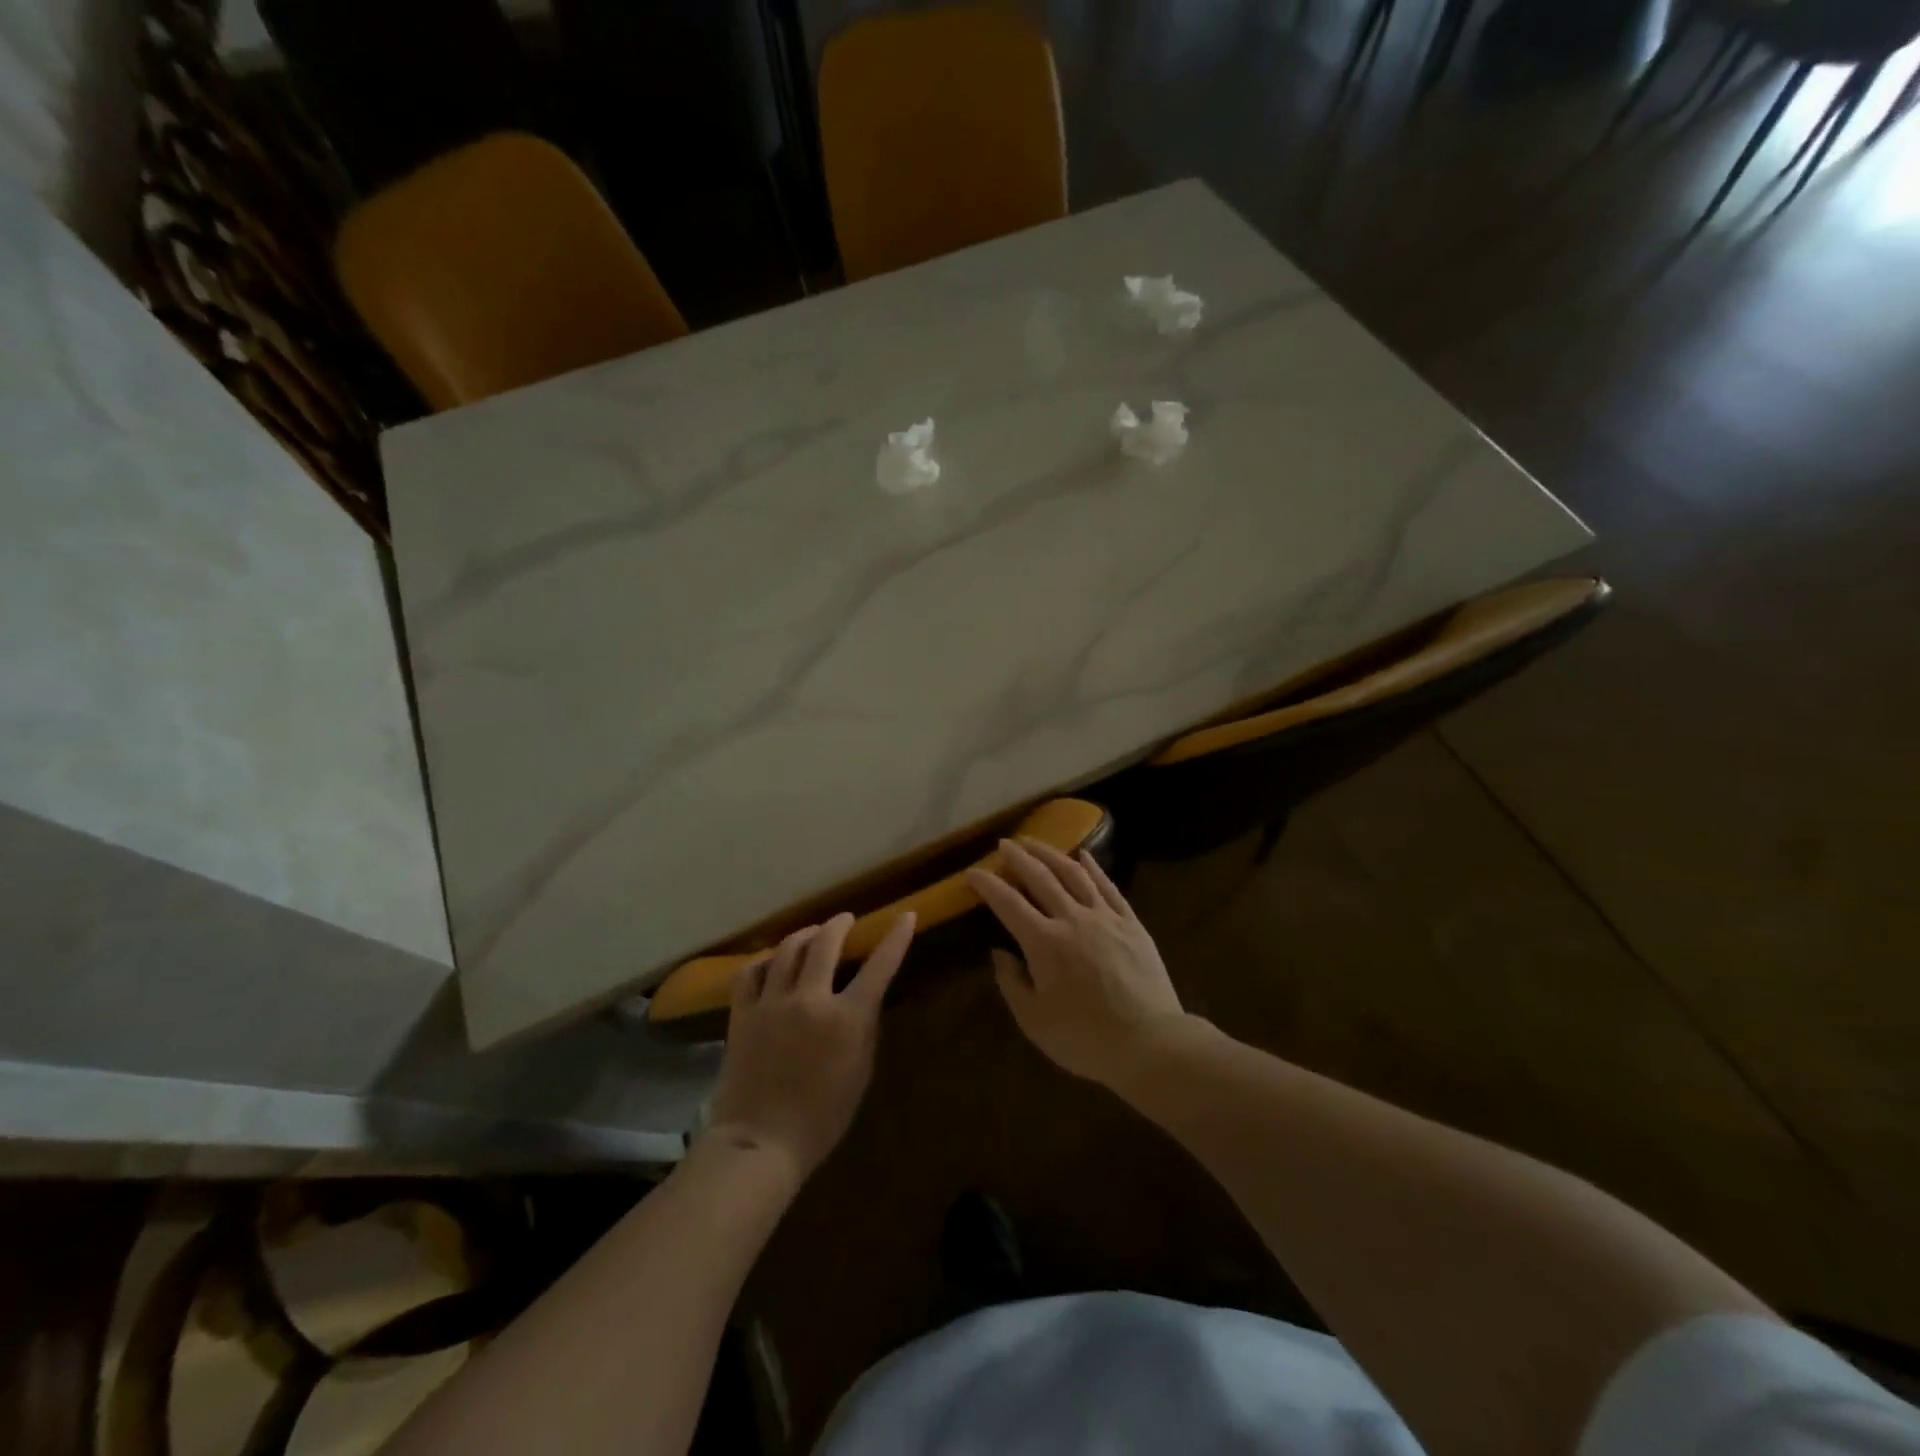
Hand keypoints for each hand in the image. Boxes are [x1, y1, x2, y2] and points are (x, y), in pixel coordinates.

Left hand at [703, 911, 914, 1181]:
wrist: (760, 1142)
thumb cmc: (821, 1117)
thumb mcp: (860, 1072)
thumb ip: (864, 1027)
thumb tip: (864, 997)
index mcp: (846, 1018)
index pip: (879, 966)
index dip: (896, 938)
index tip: (906, 915)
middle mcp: (809, 999)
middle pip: (825, 943)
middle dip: (839, 925)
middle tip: (846, 920)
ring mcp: (772, 1003)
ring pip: (787, 949)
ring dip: (805, 935)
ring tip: (812, 933)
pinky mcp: (743, 1013)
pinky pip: (751, 971)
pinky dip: (765, 959)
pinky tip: (772, 960)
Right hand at [965, 839, 1187, 1086]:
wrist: (1149, 1043)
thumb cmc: (1085, 1038)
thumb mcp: (1034, 1021)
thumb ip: (1012, 983)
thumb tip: (1000, 953)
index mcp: (1044, 942)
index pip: (1007, 903)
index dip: (987, 884)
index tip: (971, 872)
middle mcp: (1072, 919)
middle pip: (1040, 877)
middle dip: (1018, 857)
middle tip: (1004, 844)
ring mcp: (1105, 917)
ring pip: (1074, 874)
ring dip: (1051, 854)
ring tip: (1035, 842)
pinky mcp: (1131, 923)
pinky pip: (1109, 887)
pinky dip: (1094, 867)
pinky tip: (1085, 855)